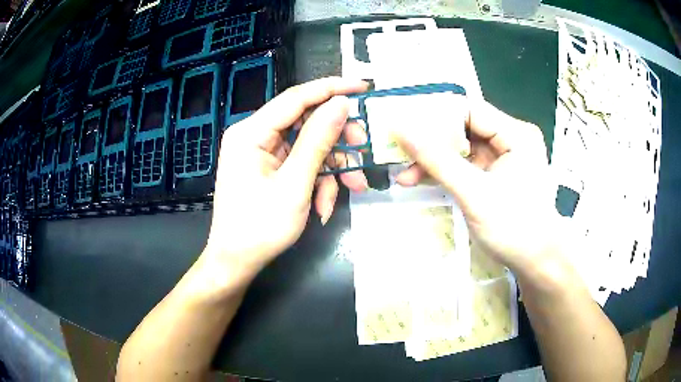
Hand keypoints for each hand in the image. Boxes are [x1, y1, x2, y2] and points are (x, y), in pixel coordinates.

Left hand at [203, 78, 368, 277]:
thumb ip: (318, 141)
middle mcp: (255, 136)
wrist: (237, 262)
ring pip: (309, 145)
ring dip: (332, 167)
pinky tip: (323, 205)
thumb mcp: (294, 185)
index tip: (363, 87)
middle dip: (338, 140)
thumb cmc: (260, 228)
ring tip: (351, 188)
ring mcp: (263, 153)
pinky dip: (318, 181)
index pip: (296, 97)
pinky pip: (302, 164)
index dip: (332, 88)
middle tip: (363, 153)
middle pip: (306, 122)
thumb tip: (341, 104)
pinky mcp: (271, 169)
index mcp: (251, 132)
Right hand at [393, 100, 560, 274]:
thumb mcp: (474, 193)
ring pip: (461, 149)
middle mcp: (511, 139)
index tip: (404, 128)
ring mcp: (503, 159)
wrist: (535, 263)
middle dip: (431, 144)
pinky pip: (465, 166)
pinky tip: (421, 181)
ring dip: (434, 161)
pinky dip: (444, 173)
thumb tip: (401, 129)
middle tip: (401, 154)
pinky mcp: (496, 176)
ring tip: (405, 176)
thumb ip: (437, 160)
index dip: (435, 117)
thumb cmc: (514, 228)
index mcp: (516, 134)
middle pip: (463, 129)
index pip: (469, 110)